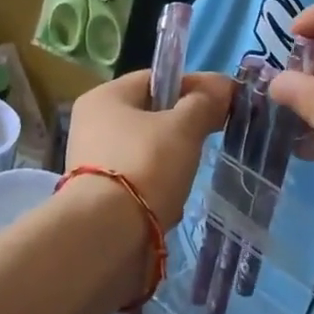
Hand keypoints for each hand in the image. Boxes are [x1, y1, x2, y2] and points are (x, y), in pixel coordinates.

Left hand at [66, 70, 232, 229]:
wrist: (107, 233)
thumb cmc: (146, 165)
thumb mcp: (183, 128)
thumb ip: (204, 103)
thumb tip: (223, 86)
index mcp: (104, 97)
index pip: (156, 79)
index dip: (192, 86)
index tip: (223, 102)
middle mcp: (91, 124)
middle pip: (150, 115)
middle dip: (183, 128)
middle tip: (209, 139)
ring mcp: (90, 161)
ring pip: (146, 150)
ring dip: (171, 161)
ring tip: (187, 176)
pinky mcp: (96, 195)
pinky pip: (137, 181)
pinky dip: (157, 188)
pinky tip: (170, 203)